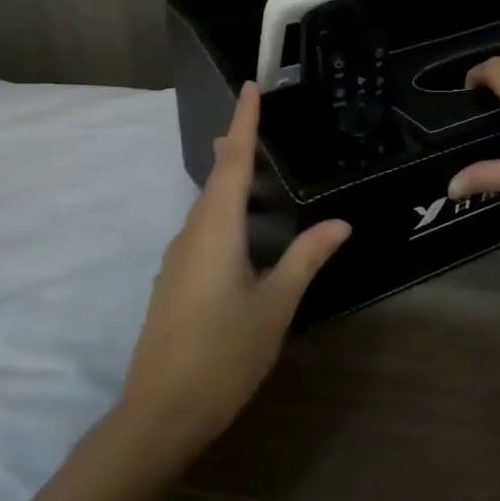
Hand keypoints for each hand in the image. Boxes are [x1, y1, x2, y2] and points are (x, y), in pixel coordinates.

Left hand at [122, 82, 349, 458]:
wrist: (160, 413)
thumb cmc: (224, 354)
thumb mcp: (275, 305)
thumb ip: (306, 258)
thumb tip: (339, 223)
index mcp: (216, 231)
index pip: (232, 163)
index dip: (243, 123)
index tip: (250, 87)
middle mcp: (191, 235)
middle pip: (214, 180)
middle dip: (233, 147)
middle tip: (252, 119)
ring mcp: (177, 260)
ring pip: (205, 207)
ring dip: (226, 181)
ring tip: (248, 164)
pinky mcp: (174, 283)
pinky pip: (201, 231)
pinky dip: (222, 213)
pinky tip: (238, 229)